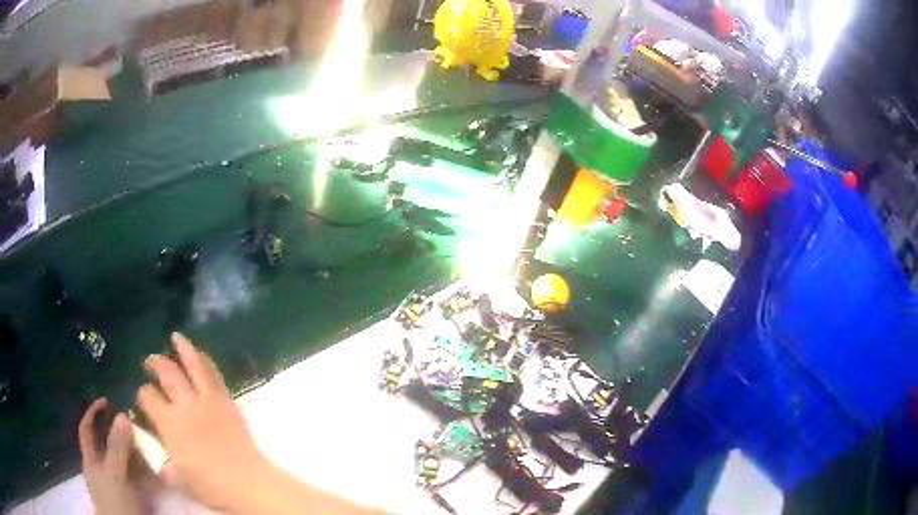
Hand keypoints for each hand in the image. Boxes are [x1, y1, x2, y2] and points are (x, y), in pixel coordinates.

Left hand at [79, 399, 140, 514]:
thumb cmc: (113, 499)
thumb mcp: (114, 472)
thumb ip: (117, 446)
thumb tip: (123, 414)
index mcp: (90, 457)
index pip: (86, 427)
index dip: (93, 412)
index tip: (107, 401)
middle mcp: (101, 467)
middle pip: (106, 443)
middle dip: (119, 433)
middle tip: (134, 425)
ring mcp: (116, 482)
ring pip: (123, 460)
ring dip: (135, 452)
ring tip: (148, 446)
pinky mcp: (131, 494)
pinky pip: (137, 477)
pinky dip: (145, 472)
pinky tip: (155, 470)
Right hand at [137, 333, 267, 511]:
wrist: (248, 483)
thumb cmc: (210, 485)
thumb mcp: (179, 479)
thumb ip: (166, 466)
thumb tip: (161, 462)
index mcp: (169, 423)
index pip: (148, 397)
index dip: (142, 395)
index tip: (141, 397)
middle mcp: (185, 405)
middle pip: (167, 373)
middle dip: (155, 363)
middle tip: (149, 362)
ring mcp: (208, 400)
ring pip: (193, 365)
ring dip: (183, 348)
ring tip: (175, 336)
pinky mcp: (226, 401)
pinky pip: (214, 374)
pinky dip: (205, 361)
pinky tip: (200, 354)